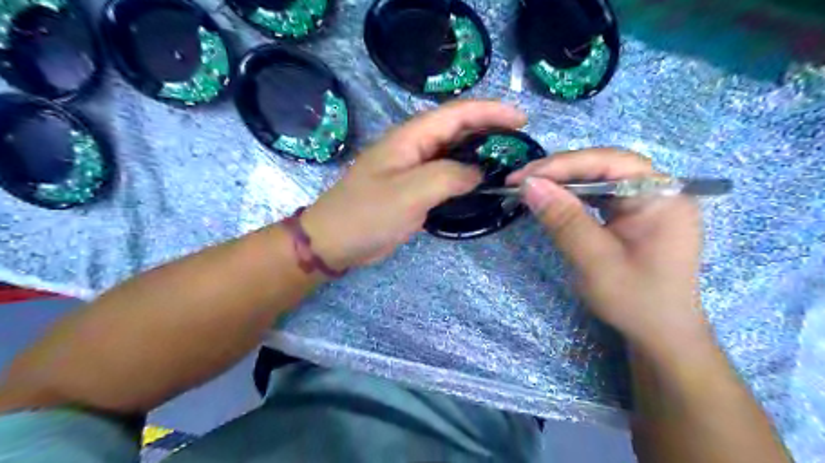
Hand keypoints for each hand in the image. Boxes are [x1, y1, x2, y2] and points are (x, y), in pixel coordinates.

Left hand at [300, 100, 524, 268]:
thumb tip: (477, 173)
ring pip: (453, 152)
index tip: (522, 120)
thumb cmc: (367, 214)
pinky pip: (445, 175)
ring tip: (508, 160)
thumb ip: (448, 177)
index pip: (457, 113)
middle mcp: (414, 147)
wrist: (335, 242)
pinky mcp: (414, 188)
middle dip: (490, 129)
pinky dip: (466, 175)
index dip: (491, 111)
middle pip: (457, 128)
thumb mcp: (410, 193)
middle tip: (520, 142)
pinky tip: (481, 183)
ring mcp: (413, 168)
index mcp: (410, 137)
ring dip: (480, 152)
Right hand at [509, 148, 709, 354]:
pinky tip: (551, 201)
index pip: (610, 162)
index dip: (564, 164)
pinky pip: (598, 196)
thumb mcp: (595, 261)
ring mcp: (644, 202)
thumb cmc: (635, 301)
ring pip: (598, 179)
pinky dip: (571, 197)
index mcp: (661, 197)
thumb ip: (564, 220)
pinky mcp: (631, 215)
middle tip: (519, 182)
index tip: (524, 176)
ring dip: (561, 182)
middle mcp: (657, 191)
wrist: (659, 334)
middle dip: (559, 172)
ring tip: (528, 189)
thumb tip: (529, 185)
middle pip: (603, 166)